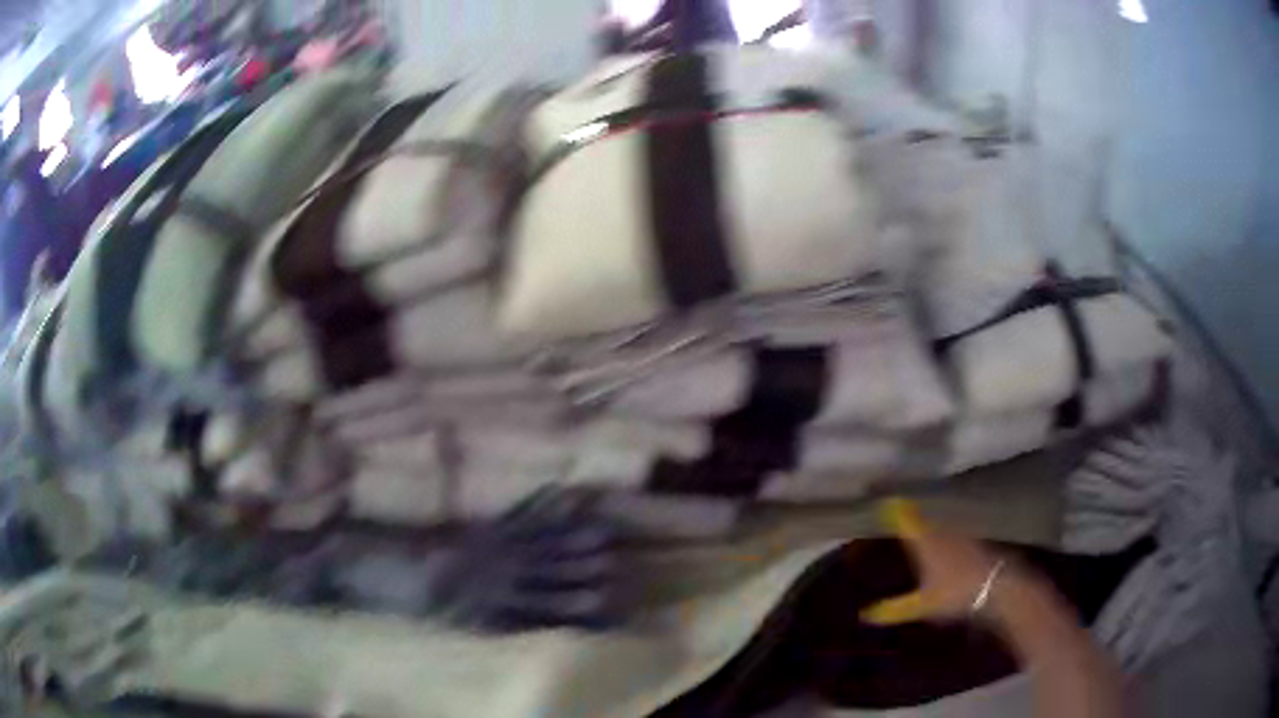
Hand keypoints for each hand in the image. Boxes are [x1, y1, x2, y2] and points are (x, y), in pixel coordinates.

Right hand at [862, 498, 1009, 624]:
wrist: (997, 585)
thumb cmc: (956, 593)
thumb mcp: (922, 606)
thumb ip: (894, 609)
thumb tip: (865, 615)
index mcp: (924, 540)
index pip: (905, 517)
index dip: (893, 507)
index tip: (880, 499)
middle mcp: (941, 529)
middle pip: (922, 515)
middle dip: (908, 512)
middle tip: (895, 510)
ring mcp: (960, 531)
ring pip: (938, 521)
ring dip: (927, 520)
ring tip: (917, 524)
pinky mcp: (974, 539)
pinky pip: (953, 529)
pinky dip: (944, 531)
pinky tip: (943, 540)